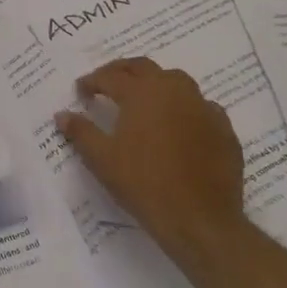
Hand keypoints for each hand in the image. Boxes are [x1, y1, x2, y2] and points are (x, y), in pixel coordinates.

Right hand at [55, 56, 246, 255]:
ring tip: (142, 100)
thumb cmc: (144, 184)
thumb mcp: (101, 159)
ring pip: (176, 81)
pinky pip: (200, 106)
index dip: (92, 81)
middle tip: (107, 83)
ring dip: (155, 83)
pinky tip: (177, 125)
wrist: (200, 220)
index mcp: (142, 93)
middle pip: (144, 68)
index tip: (81, 91)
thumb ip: (81, 132)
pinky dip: (183, 107)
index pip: (110, 77)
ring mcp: (203, 108)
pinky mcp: (224, 129)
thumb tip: (62, 115)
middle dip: (122, 71)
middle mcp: (174, 91)